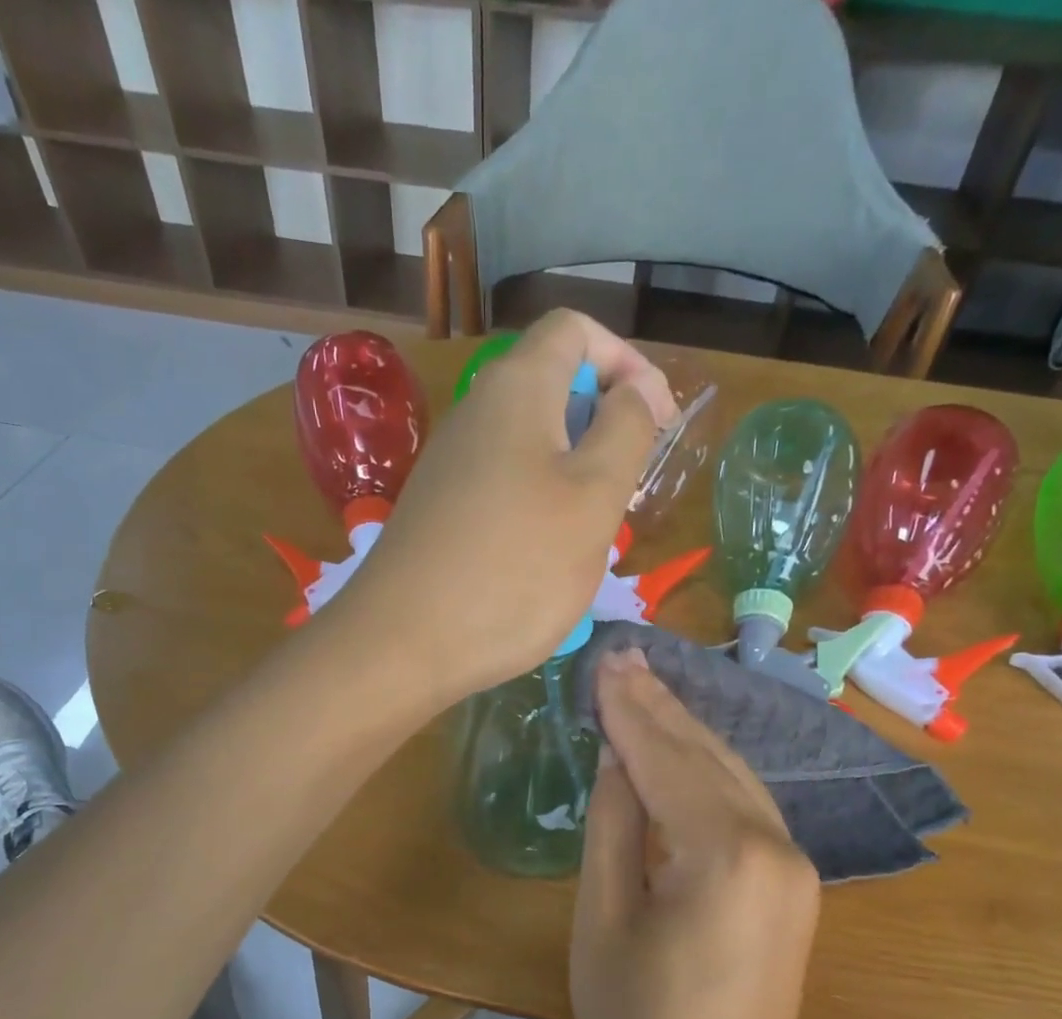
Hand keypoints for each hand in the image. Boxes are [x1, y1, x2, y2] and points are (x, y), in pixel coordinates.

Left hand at [329, 311, 676, 702]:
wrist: (403, 644)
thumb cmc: (514, 567)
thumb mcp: (593, 497)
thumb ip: (626, 430)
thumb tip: (635, 390)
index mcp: (516, 389)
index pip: (576, 331)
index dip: (627, 363)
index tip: (658, 422)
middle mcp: (476, 412)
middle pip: (553, 386)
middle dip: (604, 425)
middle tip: (628, 488)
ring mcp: (451, 464)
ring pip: (530, 444)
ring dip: (574, 473)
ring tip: (592, 532)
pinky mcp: (440, 510)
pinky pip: (504, 485)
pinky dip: (538, 505)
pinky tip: (543, 558)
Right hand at [570, 650, 820, 1018]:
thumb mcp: (605, 919)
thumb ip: (614, 825)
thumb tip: (616, 756)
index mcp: (726, 854)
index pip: (667, 759)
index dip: (630, 709)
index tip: (604, 660)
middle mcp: (775, 844)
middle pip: (707, 755)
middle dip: (660, 705)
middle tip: (622, 656)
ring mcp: (795, 861)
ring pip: (732, 774)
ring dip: (685, 730)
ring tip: (644, 685)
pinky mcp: (794, 880)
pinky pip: (746, 804)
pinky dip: (707, 769)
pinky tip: (682, 745)